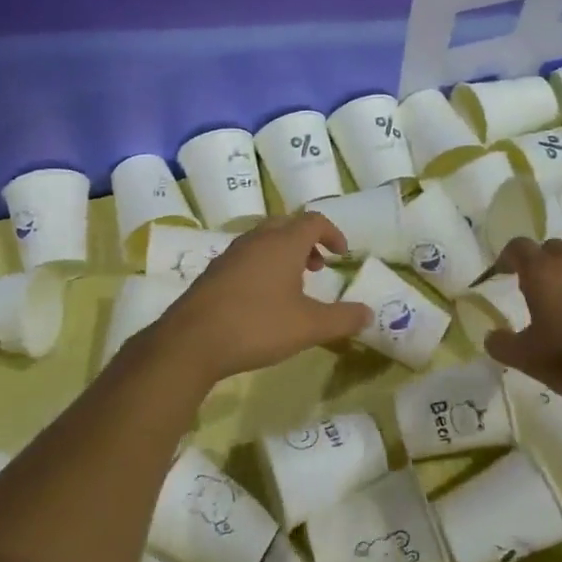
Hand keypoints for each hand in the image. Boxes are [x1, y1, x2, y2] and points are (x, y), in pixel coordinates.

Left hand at [144, 212, 370, 382]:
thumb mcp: (309, 327)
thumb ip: (342, 319)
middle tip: (318, 266)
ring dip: (283, 252)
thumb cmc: (257, 325)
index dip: (332, 233)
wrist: (192, 340)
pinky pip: (246, 256)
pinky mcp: (214, 272)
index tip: (342, 254)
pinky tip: (262, 299)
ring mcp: (231, 254)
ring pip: (264, 239)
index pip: (313, 221)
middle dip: (307, 240)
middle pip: (286, 224)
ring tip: (292, 284)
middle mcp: (257, 239)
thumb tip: (369, 313)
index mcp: (283, 243)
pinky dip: (262, 265)